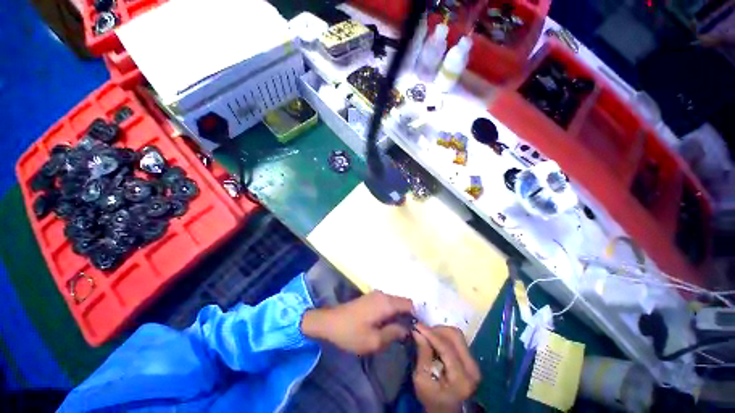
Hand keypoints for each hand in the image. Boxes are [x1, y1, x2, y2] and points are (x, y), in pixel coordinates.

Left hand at [301, 291, 413, 354]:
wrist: (329, 322)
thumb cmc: (351, 333)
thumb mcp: (374, 341)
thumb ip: (393, 334)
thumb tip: (407, 329)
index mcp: (386, 303)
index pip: (409, 304)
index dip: (416, 316)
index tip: (418, 330)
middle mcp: (383, 295)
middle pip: (402, 302)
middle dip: (408, 316)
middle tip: (408, 334)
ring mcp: (375, 295)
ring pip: (394, 303)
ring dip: (399, 315)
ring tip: (398, 331)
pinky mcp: (370, 298)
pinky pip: (387, 303)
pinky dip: (391, 312)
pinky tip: (387, 324)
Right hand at [412, 324, 480, 412]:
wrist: (445, 409)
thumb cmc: (431, 398)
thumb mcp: (421, 380)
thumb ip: (422, 355)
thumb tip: (417, 331)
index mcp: (461, 379)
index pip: (446, 348)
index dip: (431, 334)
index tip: (416, 325)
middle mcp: (472, 369)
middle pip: (455, 336)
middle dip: (436, 330)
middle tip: (422, 332)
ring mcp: (474, 364)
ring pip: (456, 335)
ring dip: (440, 332)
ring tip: (428, 337)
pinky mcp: (471, 360)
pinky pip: (457, 340)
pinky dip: (444, 336)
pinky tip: (435, 341)